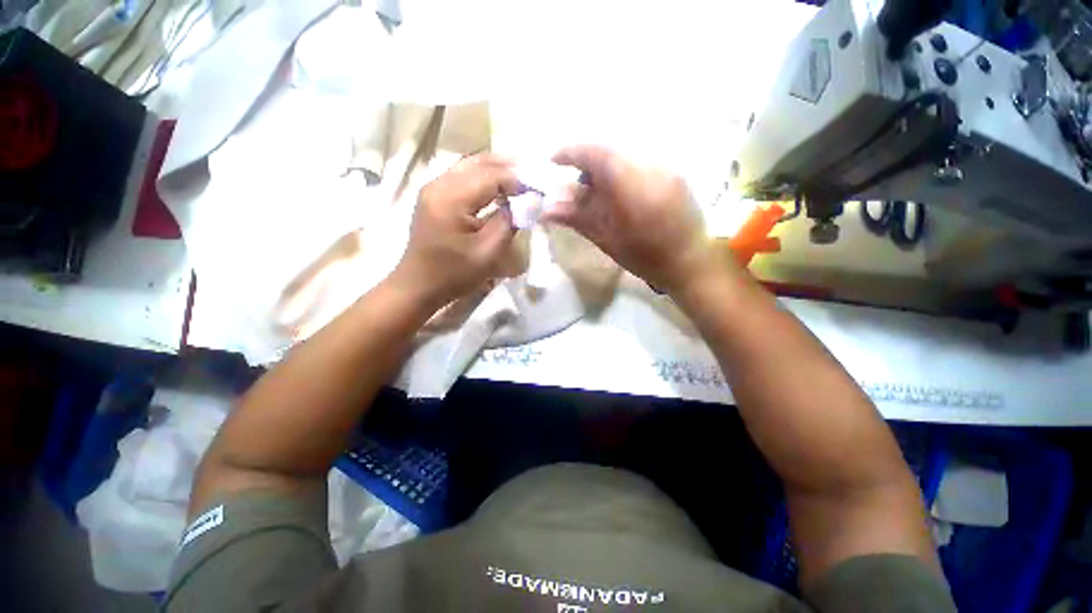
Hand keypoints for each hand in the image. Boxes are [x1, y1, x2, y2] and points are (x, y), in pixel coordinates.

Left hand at [391, 154, 518, 308]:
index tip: (537, 194)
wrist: (418, 286)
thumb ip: (510, 223)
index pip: (491, 176)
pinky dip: (483, 178)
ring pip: (469, 165)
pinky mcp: (434, 197)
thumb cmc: (453, 274)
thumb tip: (529, 201)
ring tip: (518, 180)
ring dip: (495, 170)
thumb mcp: (488, 253)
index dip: (517, 182)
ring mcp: (433, 189)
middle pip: (478, 162)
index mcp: (451, 198)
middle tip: (531, 178)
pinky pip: (462, 176)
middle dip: (507, 168)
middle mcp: (439, 184)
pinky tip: (497, 188)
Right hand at [545, 145, 723, 295]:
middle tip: (577, 187)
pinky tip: (621, 195)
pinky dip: (623, 172)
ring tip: (599, 194)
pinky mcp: (675, 173)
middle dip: (587, 164)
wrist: (690, 263)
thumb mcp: (607, 240)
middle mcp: (652, 167)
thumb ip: (578, 218)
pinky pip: (641, 162)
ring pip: (625, 155)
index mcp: (632, 186)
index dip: (571, 152)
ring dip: (606, 169)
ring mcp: (667, 167)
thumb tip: (547, 208)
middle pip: (610, 151)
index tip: (553, 162)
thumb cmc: (645, 258)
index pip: (596, 153)